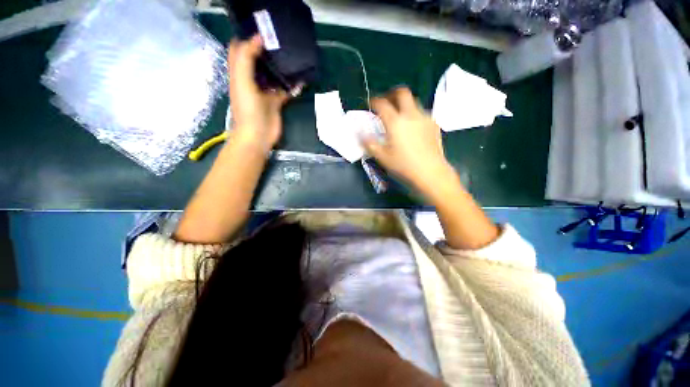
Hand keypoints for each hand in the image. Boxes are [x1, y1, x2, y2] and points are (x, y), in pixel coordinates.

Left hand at [227, 35, 288, 153]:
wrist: (258, 135)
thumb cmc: (248, 109)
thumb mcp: (242, 80)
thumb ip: (246, 58)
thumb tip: (258, 38)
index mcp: (239, 72)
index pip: (240, 48)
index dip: (248, 37)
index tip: (263, 29)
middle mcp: (251, 79)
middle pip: (258, 60)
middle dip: (267, 49)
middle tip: (281, 39)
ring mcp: (265, 92)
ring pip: (273, 74)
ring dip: (281, 66)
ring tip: (293, 54)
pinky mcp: (276, 102)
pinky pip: (285, 90)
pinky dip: (292, 85)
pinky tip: (301, 80)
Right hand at [362, 87, 453, 192]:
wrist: (430, 172)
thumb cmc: (404, 165)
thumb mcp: (382, 157)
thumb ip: (370, 144)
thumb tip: (361, 135)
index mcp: (395, 122)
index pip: (382, 104)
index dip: (374, 101)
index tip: (370, 103)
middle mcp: (410, 115)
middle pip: (402, 93)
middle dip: (392, 94)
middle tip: (387, 102)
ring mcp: (424, 118)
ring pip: (414, 102)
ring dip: (404, 105)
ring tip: (399, 117)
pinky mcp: (434, 124)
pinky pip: (422, 113)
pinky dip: (414, 115)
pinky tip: (413, 127)